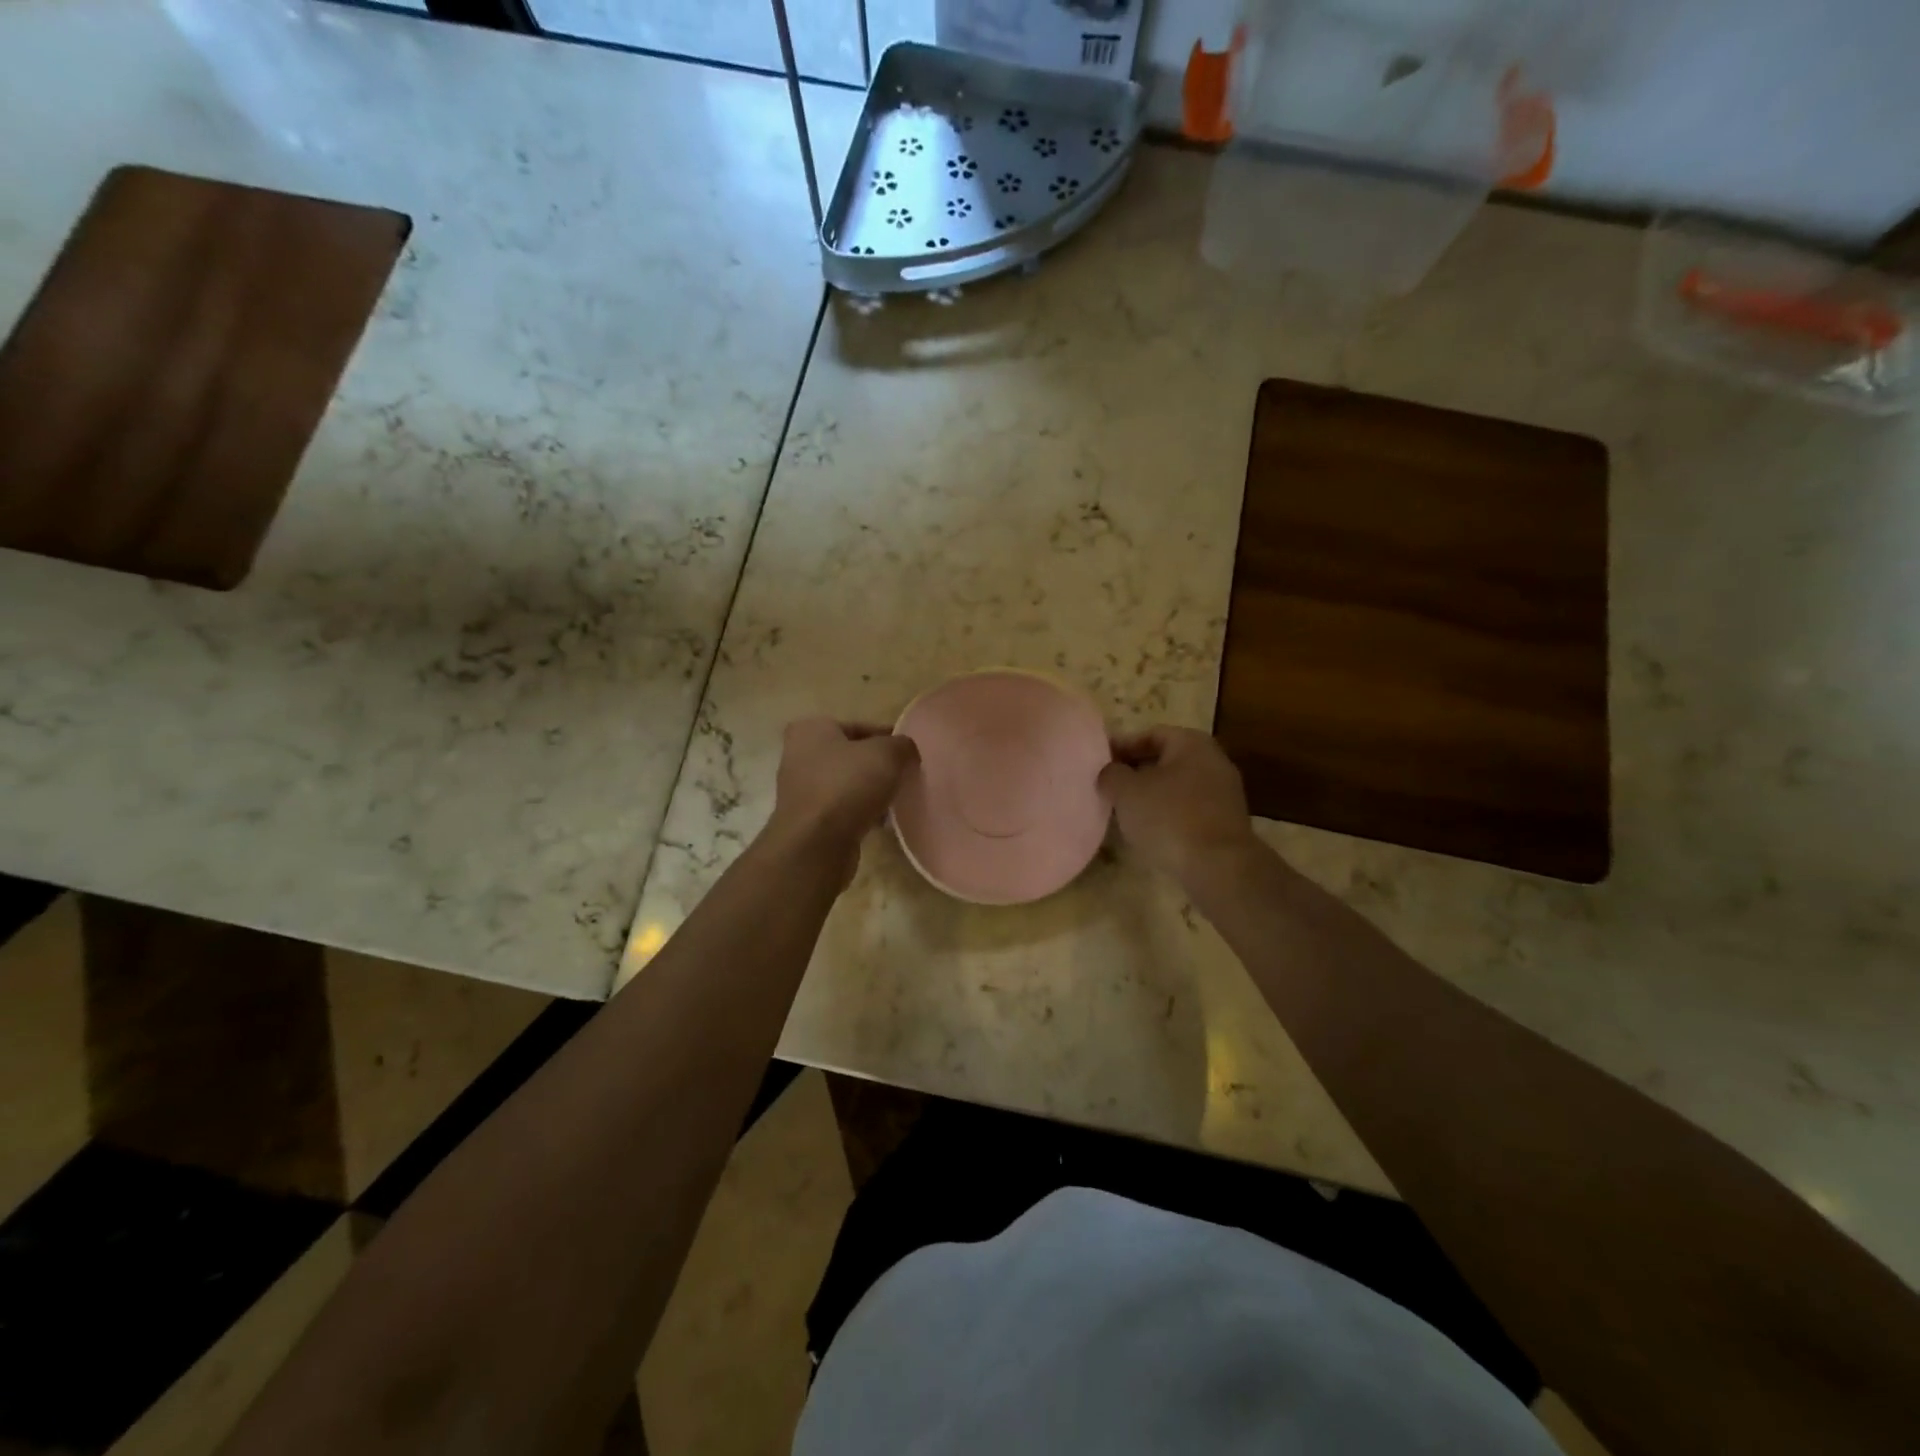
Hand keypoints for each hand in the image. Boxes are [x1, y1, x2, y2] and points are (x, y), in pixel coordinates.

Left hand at [766, 718, 918, 876]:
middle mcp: (798, 755)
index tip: (909, 752)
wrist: (816, 845)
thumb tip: (906, 749)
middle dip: (877, 766)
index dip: (887, 737)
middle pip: (851, 755)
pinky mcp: (807, 820)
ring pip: (846, 784)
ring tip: (896, 800)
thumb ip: (901, 744)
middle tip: (904, 775)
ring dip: (869, 791)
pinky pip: (841, 809)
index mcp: (811, 729)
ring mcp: (800, 790)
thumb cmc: (847, 786)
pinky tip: (881, 822)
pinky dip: (859, 813)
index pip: (858, 726)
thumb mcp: (887, 754)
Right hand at [1098, 726, 1258, 889]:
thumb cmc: (1170, 817)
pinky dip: (1167, 815)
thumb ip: (1111, 774)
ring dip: (1150, 796)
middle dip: (1135, 772)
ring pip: (1176, 787)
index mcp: (1192, 743)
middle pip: (1165, 760)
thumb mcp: (1126, 791)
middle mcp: (1214, 761)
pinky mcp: (1225, 823)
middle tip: (1108, 786)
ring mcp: (1224, 794)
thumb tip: (1110, 773)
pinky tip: (1148, 832)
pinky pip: (1187, 810)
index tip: (1098, 762)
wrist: (1219, 867)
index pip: (1150, 734)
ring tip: (1122, 811)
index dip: (1121, 745)